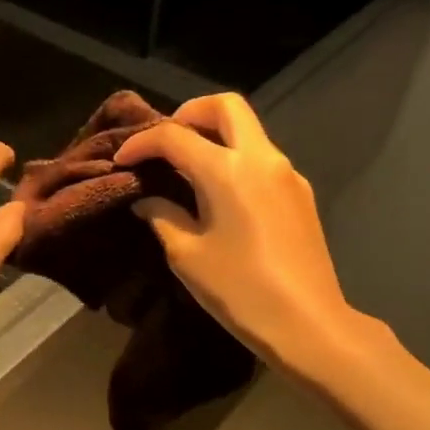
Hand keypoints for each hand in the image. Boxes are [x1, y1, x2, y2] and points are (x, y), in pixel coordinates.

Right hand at [114, 93, 355, 373]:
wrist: (308, 323)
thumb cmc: (240, 290)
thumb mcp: (187, 256)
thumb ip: (163, 217)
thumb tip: (147, 200)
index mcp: (228, 170)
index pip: (175, 136)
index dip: (142, 143)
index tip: (121, 160)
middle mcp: (261, 158)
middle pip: (226, 106)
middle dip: (190, 113)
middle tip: (165, 142)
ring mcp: (287, 174)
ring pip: (248, 130)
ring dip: (215, 136)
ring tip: (186, 169)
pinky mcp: (300, 194)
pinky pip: (261, 159)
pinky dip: (235, 159)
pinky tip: (219, 193)